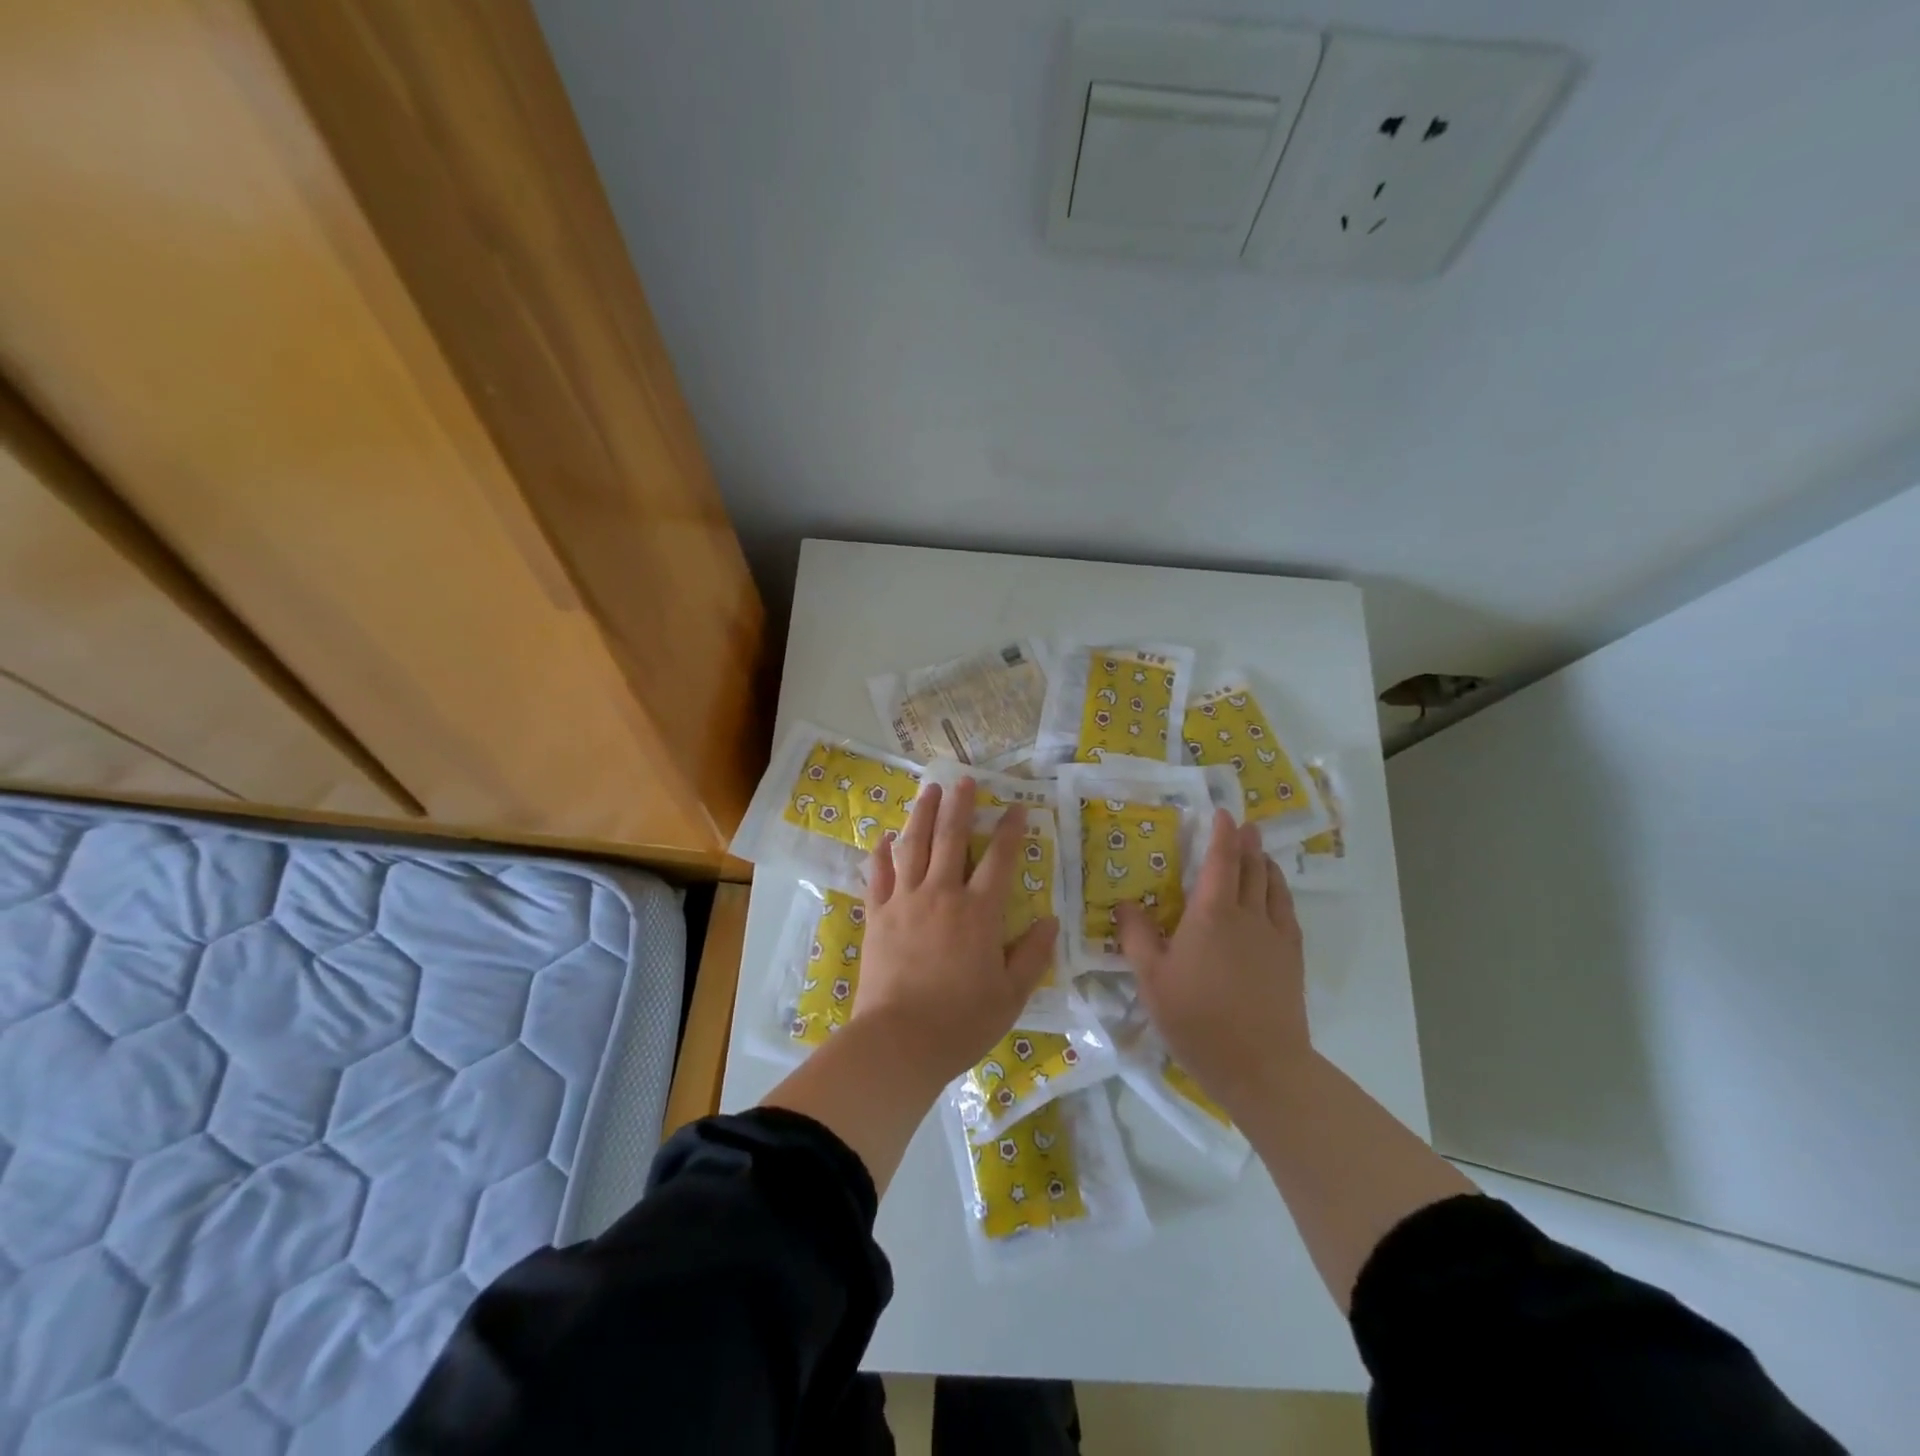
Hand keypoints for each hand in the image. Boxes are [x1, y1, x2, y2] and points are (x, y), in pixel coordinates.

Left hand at [854, 777, 1057, 1081]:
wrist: (899, 1041)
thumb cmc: (961, 1021)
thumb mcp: (1011, 995)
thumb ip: (1033, 955)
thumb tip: (1050, 920)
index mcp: (979, 912)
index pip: (999, 859)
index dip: (1010, 830)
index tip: (1016, 807)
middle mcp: (942, 895)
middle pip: (951, 838)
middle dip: (959, 805)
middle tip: (963, 780)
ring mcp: (905, 901)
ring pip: (914, 846)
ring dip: (922, 814)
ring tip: (928, 790)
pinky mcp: (877, 915)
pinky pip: (878, 875)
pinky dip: (882, 853)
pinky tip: (884, 838)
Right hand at [1116, 811, 1309, 1115]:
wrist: (1261, 1065)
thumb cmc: (1197, 1019)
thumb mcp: (1151, 979)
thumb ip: (1137, 937)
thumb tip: (1125, 904)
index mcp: (1211, 913)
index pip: (1221, 860)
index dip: (1222, 834)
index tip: (1222, 813)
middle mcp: (1247, 914)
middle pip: (1252, 867)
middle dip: (1247, 842)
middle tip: (1244, 825)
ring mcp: (1275, 936)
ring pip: (1273, 886)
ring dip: (1266, 863)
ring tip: (1261, 852)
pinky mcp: (1292, 958)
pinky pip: (1287, 912)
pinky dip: (1280, 892)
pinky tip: (1276, 897)